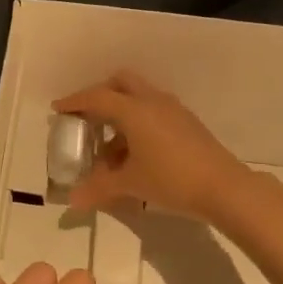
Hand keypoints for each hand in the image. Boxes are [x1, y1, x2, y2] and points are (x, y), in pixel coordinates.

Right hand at [53, 71, 249, 222]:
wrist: (224, 187)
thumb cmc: (171, 180)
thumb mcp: (130, 184)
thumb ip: (99, 188)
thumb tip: (73, 200)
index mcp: (134, 110)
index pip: (97, 97)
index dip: (74, 101)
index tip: (58, 109)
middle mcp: (153, 101)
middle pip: (121, 82)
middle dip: (101, 95)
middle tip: (87, 117)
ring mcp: (173, 110)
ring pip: (139, 97)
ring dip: (121, 113)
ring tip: (109, 147)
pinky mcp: (187, 122)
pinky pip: (154, 111)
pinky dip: (138, 123)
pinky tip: (136, 153)